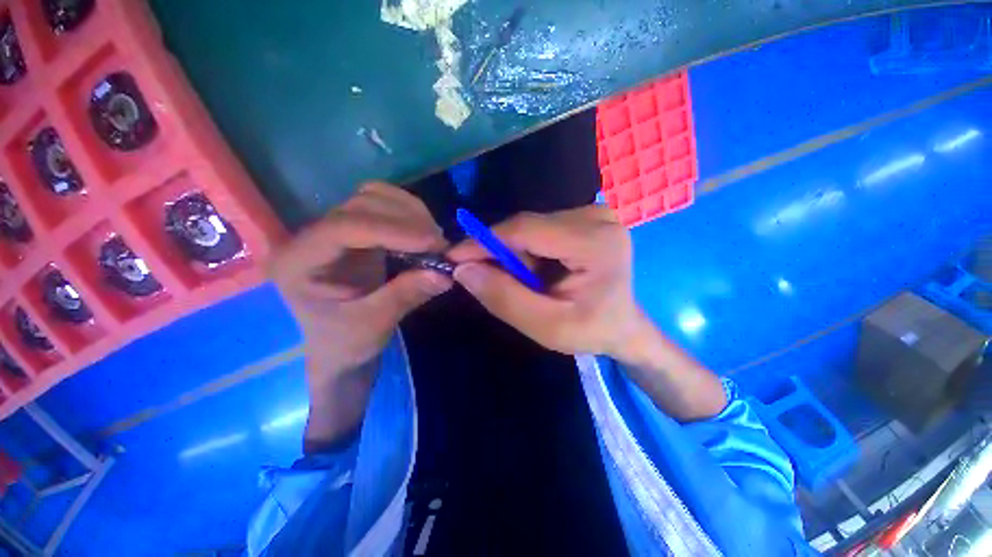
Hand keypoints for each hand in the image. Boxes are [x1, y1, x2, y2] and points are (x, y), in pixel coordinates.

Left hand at [270, 182, 451, 383]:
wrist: (335, 347)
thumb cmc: (344, 343)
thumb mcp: (373, 326)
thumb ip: (405, 296)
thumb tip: (445, 273)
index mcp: (299, 262)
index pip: (345, 227)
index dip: (393, 230)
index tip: (433, 243)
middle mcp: (313, 236)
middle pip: (362, 204)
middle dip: (408, 221)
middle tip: (440, 246)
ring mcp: (336, 230)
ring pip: (374, 198)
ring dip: (411, 213)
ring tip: (433, 240)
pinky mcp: (357, 232)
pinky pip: (385, 208)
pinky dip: (410, 216)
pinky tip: (424, 235)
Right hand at [446, 206, 646, 359]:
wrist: (624, 326)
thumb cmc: (592, 331)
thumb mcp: (547, 327)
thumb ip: (504, 298)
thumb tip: (463, 269)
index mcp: (596, 242)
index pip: (526, 230)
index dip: (484, 241)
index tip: (453, 257)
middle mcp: (596, 217)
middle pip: (527, 227)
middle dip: (502, 255)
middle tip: (492, 282)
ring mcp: (593, 214)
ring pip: (531, 228)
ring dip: (517, 256)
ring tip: (527, 285)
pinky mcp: (586, 218)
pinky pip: (540, 230)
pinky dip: (529, 252)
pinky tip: (538, 273)